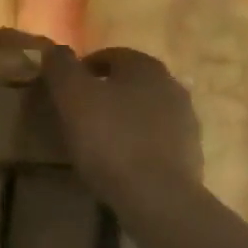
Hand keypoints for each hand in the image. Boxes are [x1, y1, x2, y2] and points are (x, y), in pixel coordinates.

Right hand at [40, 44, 204, 217]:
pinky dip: (138, 144)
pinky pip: (156, 140)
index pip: (108, 55)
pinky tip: (121, 163)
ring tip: (98, 143)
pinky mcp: (191, 153)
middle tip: (78, 117)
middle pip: (128, 83)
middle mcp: (171, 85)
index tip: (63, 93)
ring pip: (144, 111)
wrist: (157, 198)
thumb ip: (61, 66)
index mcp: (145, 66)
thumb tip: (56, 50)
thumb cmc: (110, 139)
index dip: (81, 71)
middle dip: (104, 94)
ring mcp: (186, 121)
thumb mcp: (72, 96)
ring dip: (122, 119)